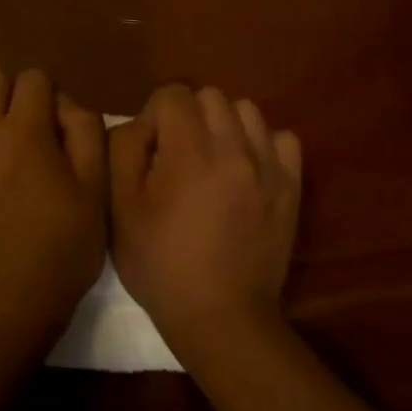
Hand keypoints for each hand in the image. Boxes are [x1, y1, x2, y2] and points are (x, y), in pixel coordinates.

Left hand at [0, 66, 107, 345]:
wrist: (5, 303)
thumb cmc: (60, 249)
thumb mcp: (95, 191)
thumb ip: (85, 132)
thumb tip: (63, 103)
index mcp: (24, 131)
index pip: (33, 77)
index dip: (48, 96)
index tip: (52, 126)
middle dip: (8, 93)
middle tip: (19, 129)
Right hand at [110, 85, 302, 354]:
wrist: (222, 316)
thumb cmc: (161, 264)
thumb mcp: (120, 209)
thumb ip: (123, 150)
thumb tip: (140, 124)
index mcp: (189, 151)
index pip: (172, 93)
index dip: (153, 115)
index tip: (149, 151)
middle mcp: (233, 147)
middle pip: (210, 95)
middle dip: (188, 114)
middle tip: (177, 153)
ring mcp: (268, 166)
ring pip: (247, 110)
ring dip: (224, 124)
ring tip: (212, 158)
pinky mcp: (291, 186)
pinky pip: (283, 138)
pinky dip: (262, 144)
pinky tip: (245, 169)